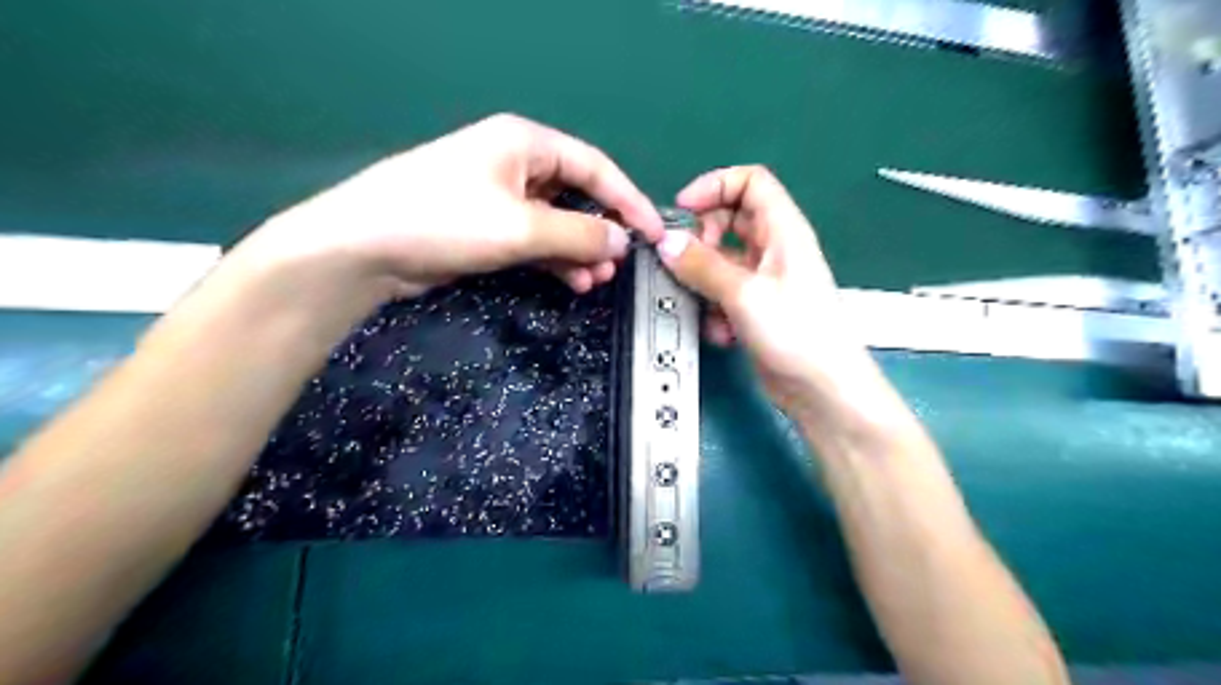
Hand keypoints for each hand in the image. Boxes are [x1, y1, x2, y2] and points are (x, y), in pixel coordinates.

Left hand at [232, 112, 664, 305]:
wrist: (365, 249)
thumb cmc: (445, 220)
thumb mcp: (521, 226)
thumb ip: (579, 233)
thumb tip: (623, 241)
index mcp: (526, 143)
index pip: (595, 167)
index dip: (629, 201)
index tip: (654, 233)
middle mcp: (517, 164)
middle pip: (577, 195)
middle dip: (601, 232)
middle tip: (619, 265)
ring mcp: (501, 197)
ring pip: (558, 223)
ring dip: (579, 251)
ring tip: (596, 281)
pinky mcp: (488, 227)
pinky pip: (536, 240)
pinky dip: (555, 260)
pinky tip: (571, 281)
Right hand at [660, 162, 877, 412]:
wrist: (821, 389)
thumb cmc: (795, 333)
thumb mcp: (744, 294)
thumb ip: (702, 266)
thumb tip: (665, 242)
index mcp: (783, 230)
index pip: (750, 182)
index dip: (714, 186)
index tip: (682, 210)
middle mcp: (774, 248)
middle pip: (729, 220)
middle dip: (702, 239)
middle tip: (684, 262)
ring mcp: (764, 280)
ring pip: (721, 261)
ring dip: (704, 281)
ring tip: (703, 304)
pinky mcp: (755, 308)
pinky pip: (723, 293)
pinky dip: (715, 308)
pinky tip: (721, 332)